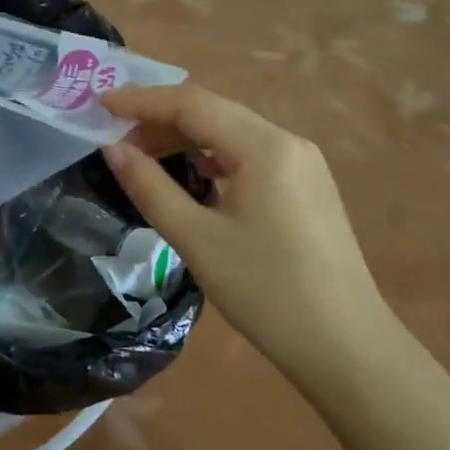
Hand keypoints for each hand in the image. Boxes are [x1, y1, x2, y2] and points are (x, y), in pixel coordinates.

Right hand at [100, 85, 393, 379]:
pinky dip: (213, 155)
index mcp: (264, 146)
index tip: (100, 104)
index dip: (142, 101)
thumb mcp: (197, 240)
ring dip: (187, 137)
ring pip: (232, 131)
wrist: (348, 348)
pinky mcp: (307, 186)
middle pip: (214, 111)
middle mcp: (287, 141)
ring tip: (144, 155)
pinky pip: (250, 153)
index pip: (192, 104)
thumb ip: (150, 187)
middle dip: (162, 118)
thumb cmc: (266, 292)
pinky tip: (193, 172)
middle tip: (116, 138)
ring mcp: (302, 162)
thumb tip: (113, 149)